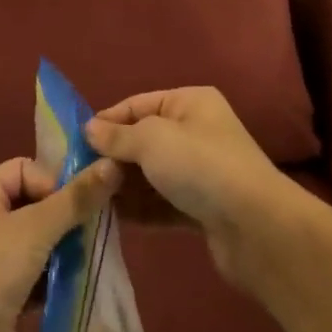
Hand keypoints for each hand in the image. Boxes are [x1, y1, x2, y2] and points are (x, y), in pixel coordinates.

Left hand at [0, 156, 122, 331]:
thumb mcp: (36, 227)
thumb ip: (76, 198)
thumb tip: (113, 164)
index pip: (25, 169)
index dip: (53, 182)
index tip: (78, 205)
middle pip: (33, 202)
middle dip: (63, 215)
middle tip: (90, 230)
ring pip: (37, 238)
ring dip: (62, 246)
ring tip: (84, 256)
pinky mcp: (0, 293)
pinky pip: (35, 270)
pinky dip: (54, 274)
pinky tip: (73, 282)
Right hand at [85, 86, 301, 285]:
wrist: (256, 228)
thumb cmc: (200, 166)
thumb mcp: (152, 140)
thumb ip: (117, 136)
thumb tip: (89, 129)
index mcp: (190, 102)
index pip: (138, 104)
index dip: (107, 121)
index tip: (75, 142)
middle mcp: (197, 132)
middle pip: (144, 141)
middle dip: (113, 157)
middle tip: (78, 175)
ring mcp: (201, 172)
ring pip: (152, 175)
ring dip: (123, 186)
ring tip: (88, 199)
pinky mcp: (202, 208)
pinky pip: (162, 203)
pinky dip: (140, 209)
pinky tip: (111, 218)